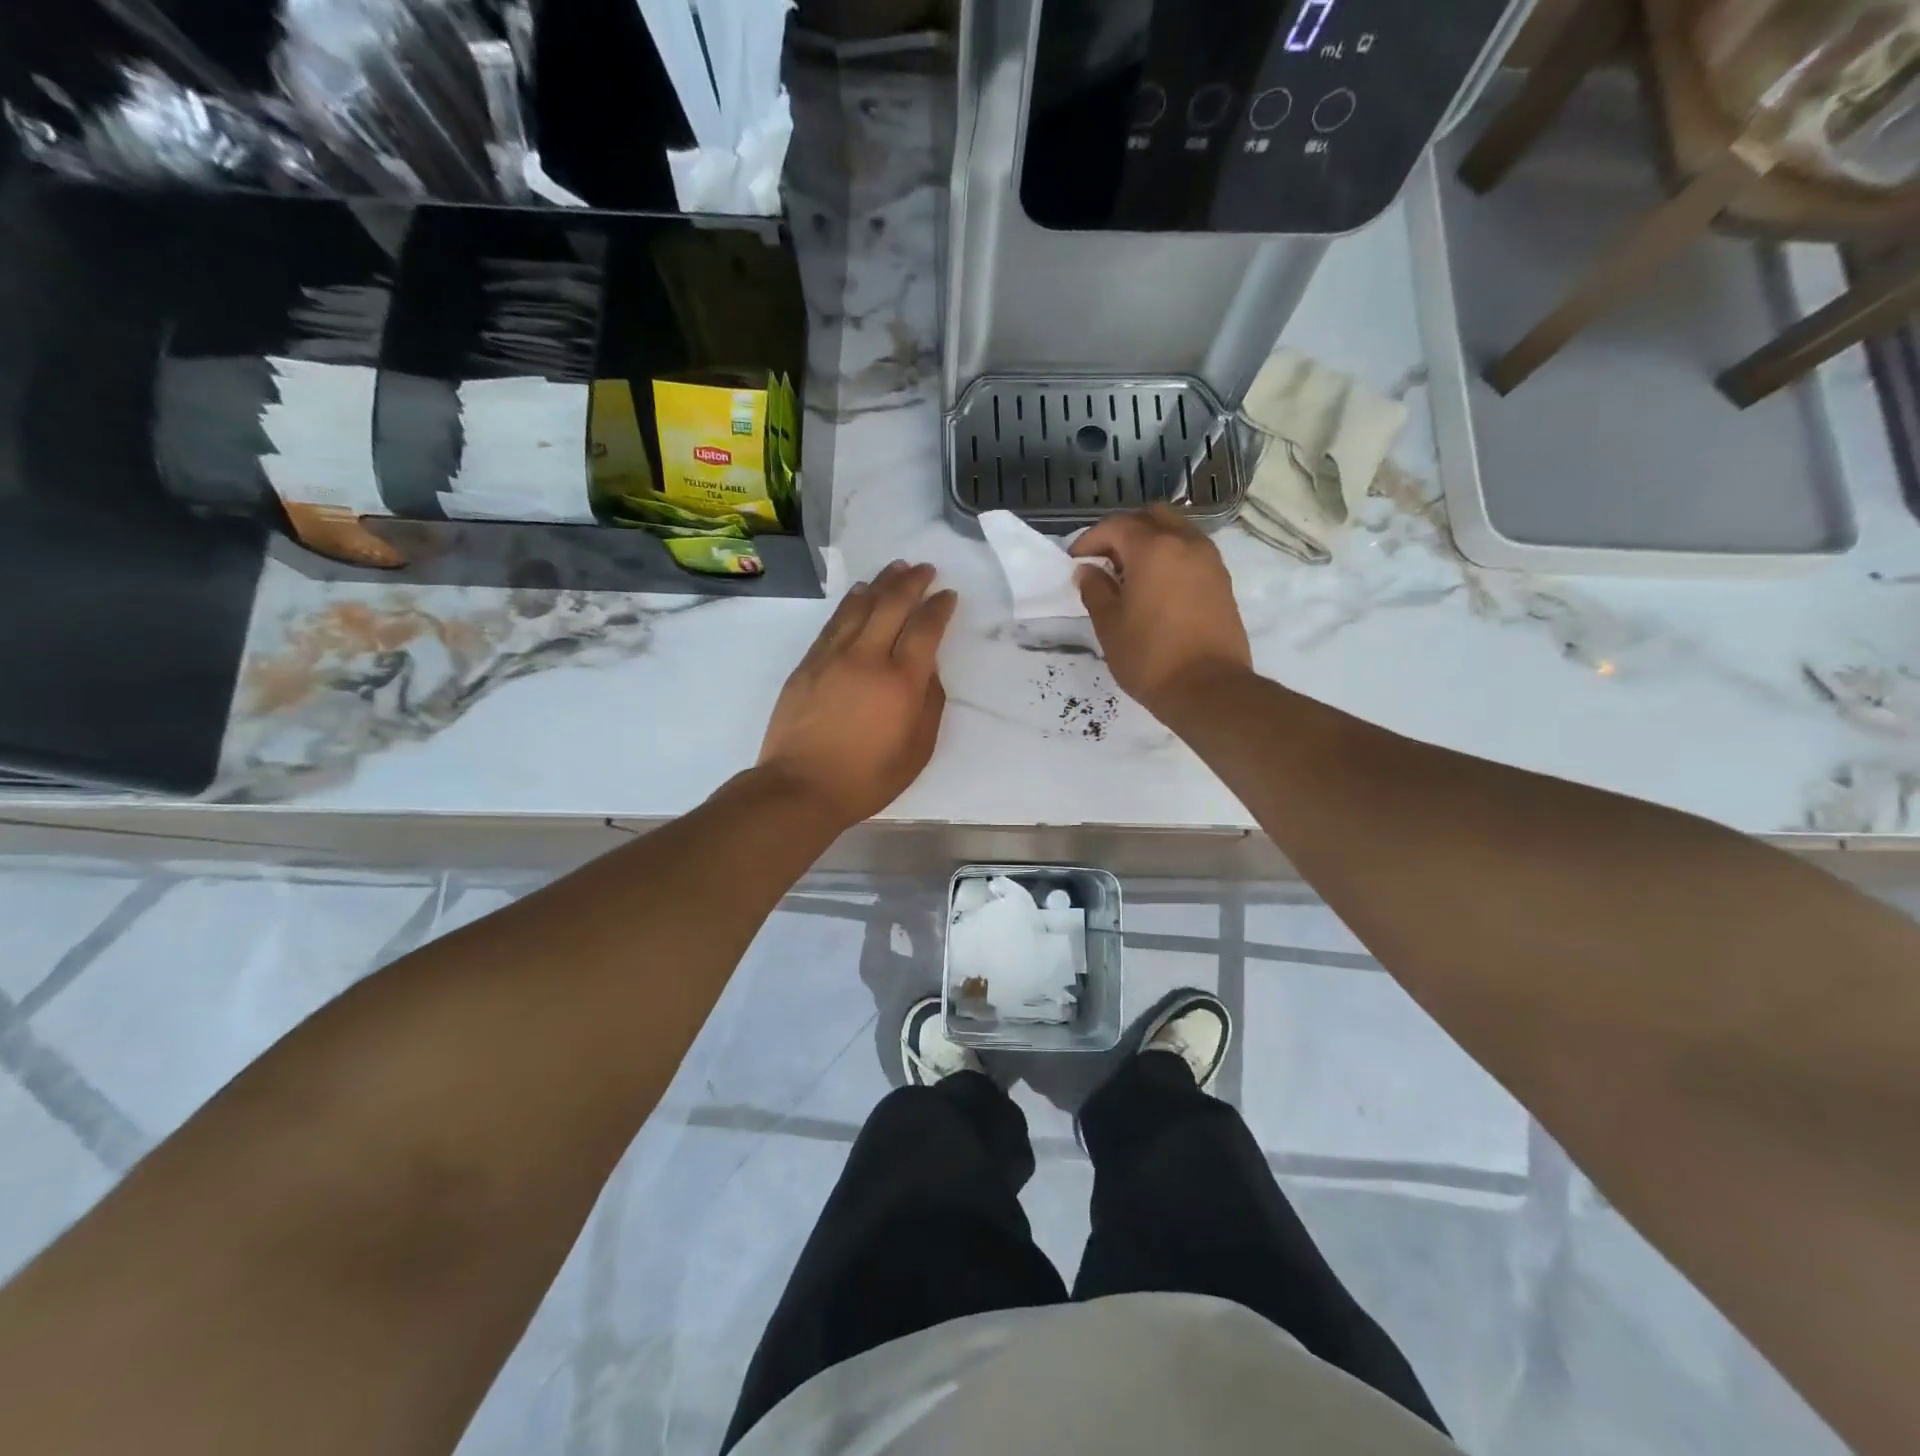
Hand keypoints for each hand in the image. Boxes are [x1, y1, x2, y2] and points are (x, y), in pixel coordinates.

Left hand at [758, 561, 958, 828]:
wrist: (801, 787)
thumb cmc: (867, 778)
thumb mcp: (917, 751)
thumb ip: (929, 704)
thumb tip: (929, 670)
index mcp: (901, 681)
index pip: (925, 629)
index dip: (939, 607)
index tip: (948, 594)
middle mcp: (868, 658)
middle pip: (892, 605)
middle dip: (912, 582)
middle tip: (924, 569)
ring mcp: (833, 656)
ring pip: (860, 606)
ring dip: (881, 583)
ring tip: (896, 568)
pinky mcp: (808, 663)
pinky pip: (834, 622)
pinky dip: (851, 602)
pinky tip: (860, 594)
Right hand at [1072, 506, 1252, 716]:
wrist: (1208, 689)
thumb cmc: (1149, 657)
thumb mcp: (1109, 625)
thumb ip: (1095, 590)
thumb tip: (1088, 571)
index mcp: (1153, 549)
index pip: (1115, 526)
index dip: (1090, 539)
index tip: (1076, 561)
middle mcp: (1185, 543)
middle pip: (1151, 517)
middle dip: (1124, 531)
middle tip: (1106, 560)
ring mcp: (1209, 561)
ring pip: (1176, 531)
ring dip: (1151, 542)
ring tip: (1132, 575)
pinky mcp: (1222, 581)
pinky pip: (1192, 553)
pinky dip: (1172, 557)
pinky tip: (1158, 588)